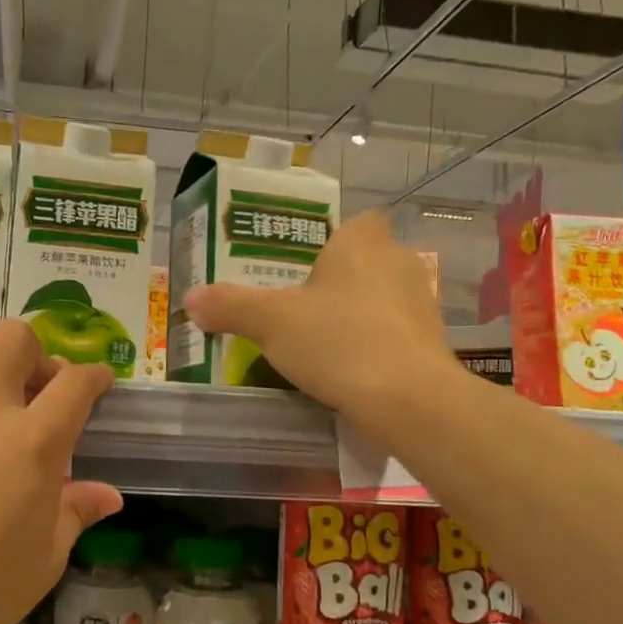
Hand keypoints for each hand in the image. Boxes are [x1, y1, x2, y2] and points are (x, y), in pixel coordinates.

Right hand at [182, 211, 453, 435]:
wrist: (409, 401)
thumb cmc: (339, 341)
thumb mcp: (271, 323)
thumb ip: (230, 306)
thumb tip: (190, 298)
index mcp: (362, 244)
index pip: (357, 223)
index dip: (334, 240)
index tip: (307, 267)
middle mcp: (398, 264)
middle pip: (367, 262)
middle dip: (339, 282)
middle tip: (301, 308)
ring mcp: (421, 306)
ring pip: (382, 300)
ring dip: (357, 316)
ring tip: (321, 343)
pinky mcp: (432, 345)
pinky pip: (394, 335)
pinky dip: (375, 347)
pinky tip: (349, 372)